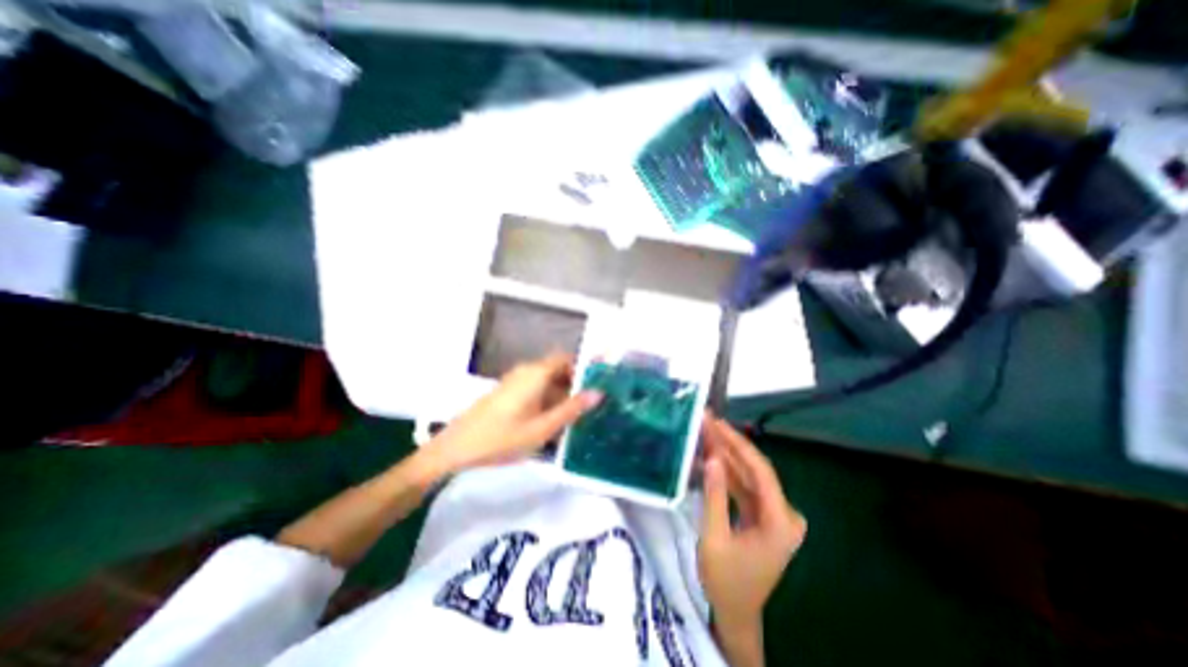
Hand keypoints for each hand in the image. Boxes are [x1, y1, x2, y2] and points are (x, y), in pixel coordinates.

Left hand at [420, 352, 603, 476]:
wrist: (456, 448)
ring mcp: (515, 381)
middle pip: (558, 370)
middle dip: (575, 385)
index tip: (598, 384)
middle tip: (591, 406)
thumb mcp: (543, 428)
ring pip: (547, 381)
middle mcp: (526, 371)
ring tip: (577, 417)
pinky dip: (548, 400)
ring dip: (562, 395)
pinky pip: (535, 389)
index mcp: (536, 373)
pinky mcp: (508, 392)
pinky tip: (553, 422)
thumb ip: (571, 409)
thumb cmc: (502, 438)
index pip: (566, 358)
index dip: (583, 368)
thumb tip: (598, 393)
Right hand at [698, 417, 806, 636]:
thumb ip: (714, 495)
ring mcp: (775, 515)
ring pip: (748, 476)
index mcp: (780, 522)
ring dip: (726, 455)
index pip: (760, 471)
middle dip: (729, 444)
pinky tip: (709, 456)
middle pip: (755, 470)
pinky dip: (726, 472)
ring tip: (704, 432)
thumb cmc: (725, 581)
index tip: (717, 423)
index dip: (738, 443)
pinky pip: (744, 487)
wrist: (736, 613)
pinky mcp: (763, 515)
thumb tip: (712, 457)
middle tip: (706, 422)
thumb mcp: (714, 538)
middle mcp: (784, 514)